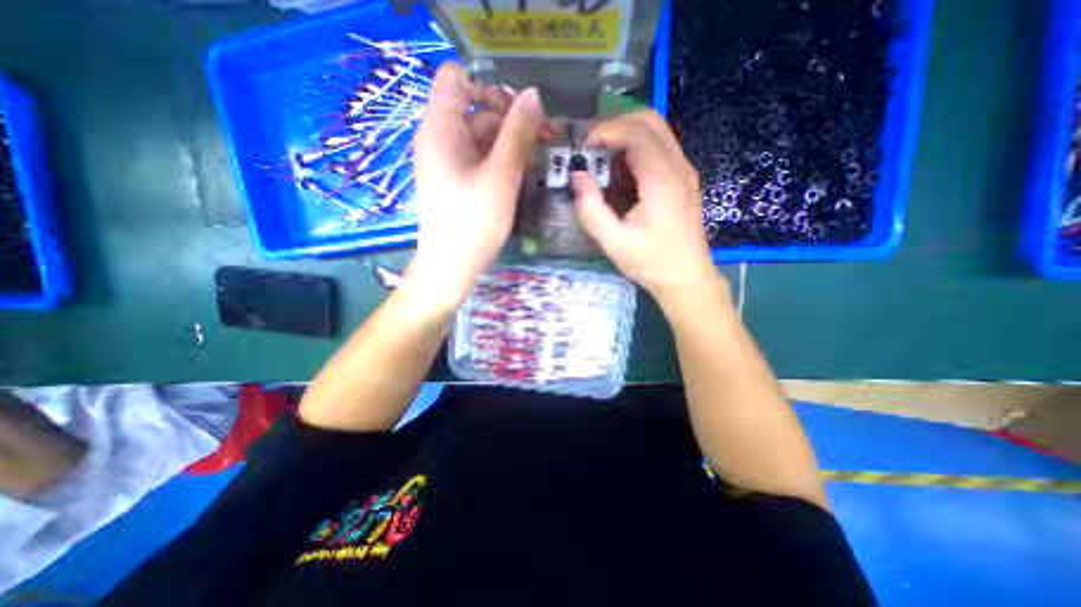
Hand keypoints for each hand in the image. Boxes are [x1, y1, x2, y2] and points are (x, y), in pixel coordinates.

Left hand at [407, 63, 543, 312]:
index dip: (489, 87)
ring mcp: (447, 161)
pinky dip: (500, 160)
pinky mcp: (456, 180)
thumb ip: (518, 133)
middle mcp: (439, 138)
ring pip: (481, 137)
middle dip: (510, 120)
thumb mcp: (500, 175)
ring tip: (536, 160)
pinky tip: (520, 173)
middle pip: (475, 109)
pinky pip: (479, 158)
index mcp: (440, 127)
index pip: (457, 79)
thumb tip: (534, 95)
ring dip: (510, 143)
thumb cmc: (474, 221)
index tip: (519, 112)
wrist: (452, 265)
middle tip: (544, 138)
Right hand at [568, 110, 719, 302]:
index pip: (636, 134)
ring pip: (657, 131)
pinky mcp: (684, 180)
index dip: (606, 131)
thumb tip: (578, 176)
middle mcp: (679, 167)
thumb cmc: (651, 263)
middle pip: (650, 121)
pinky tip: (620, 172)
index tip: (583, 146)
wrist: (687, 279)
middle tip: (592, 146)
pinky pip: (660, 148)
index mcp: (662, 181)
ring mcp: (685, 172)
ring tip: (602, 158)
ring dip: (626, 135)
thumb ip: (591, 209)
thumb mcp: (614, 243)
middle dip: (616, 124)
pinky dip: (637, 148)